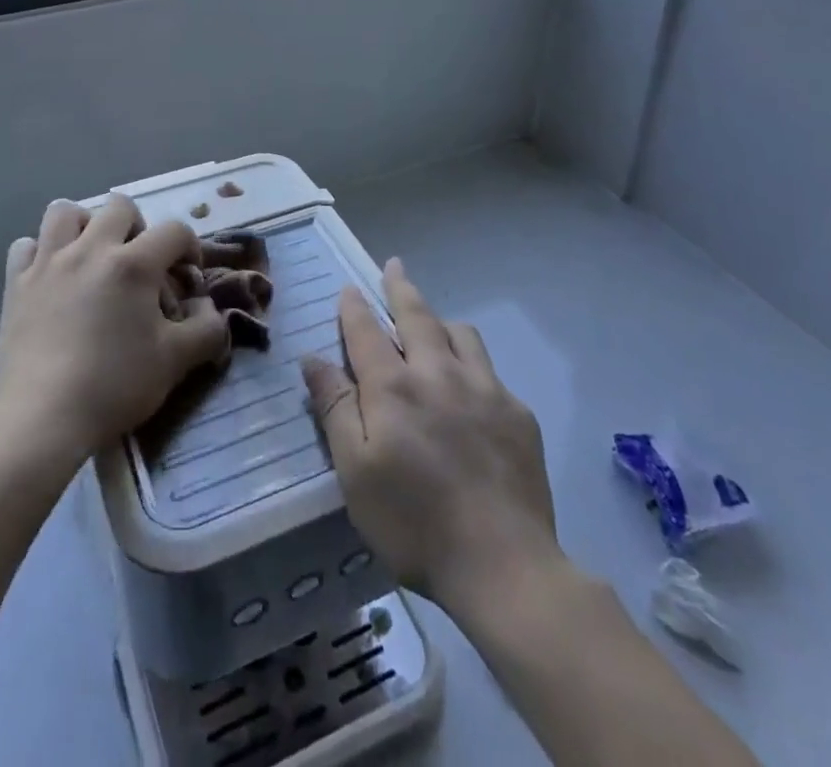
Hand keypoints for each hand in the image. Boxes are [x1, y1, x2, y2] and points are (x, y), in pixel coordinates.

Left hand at [0, 196, 231, 461]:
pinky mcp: (15, 283)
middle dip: (138, 227)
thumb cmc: (114, 386)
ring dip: (84, 226)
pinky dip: (40, 253)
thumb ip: (206, 329)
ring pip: (65, 212)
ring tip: (91, 257)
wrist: (42, 418)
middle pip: (119, 206)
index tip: (187, 277)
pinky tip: (50, 277)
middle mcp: (90, 249)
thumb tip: (210, 309)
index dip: (190, 248)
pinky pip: (26, 245)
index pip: (175, 231)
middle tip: (139, 263)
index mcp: (134, 264)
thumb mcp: (175, 361)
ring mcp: (48, 262)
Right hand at [301, 261, 561, 615]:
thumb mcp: (355, 472)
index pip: (366, 331)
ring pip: (460, 333)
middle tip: (394, 265)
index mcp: (393, 387)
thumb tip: (313, 357)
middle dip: (400, 287)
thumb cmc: (414, 523)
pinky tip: (470, 386)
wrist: (504, 565)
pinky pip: (489, 369)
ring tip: (432, 324)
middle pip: (416, 315)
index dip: (354, 307)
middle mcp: (438, 373)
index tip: (349, 288)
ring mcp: (484, 388)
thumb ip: (335, 408)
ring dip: (440, 320)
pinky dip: (470, 361)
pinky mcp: (517, 412)